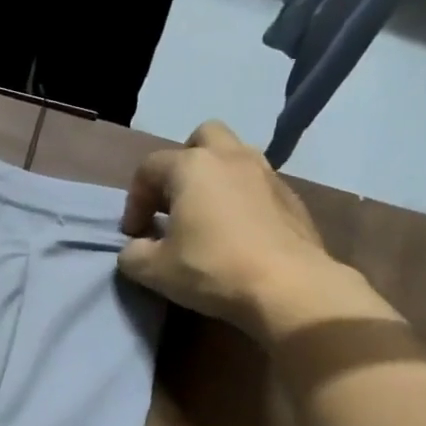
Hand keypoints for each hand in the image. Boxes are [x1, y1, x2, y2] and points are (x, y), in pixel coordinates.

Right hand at [116, 121, 378, 340]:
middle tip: (175, 203)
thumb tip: (136, 248)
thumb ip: (133, 254)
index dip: (135, 201)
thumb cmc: (213, 269)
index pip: (149, 168)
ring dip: (216, 179)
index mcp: (192, 166)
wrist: (288, 287)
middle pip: (201, 139)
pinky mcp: (292, 198)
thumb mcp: (155, 271)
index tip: (135, 234)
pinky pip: (258, 186)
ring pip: (235, 158)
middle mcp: (231, 157)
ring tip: (208, 217)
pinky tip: (239, 233)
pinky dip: (242, 199)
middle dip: (182, 165)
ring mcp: (267, 174)